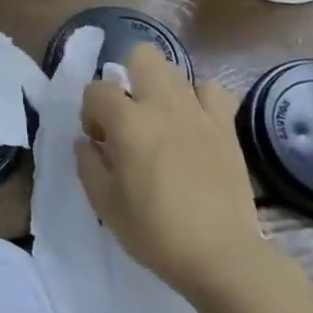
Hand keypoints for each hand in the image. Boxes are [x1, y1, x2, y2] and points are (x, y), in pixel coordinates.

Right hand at [75, 44, 269, 303]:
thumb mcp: (105, 205)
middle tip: (129, 116)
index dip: (91, 112)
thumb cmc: (155, 232)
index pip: (96, 89)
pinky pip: (213, 91)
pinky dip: (200, 100)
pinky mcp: (226, 127)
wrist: (221, 256)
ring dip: (161, 89)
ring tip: (161, 121)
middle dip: (128, 77)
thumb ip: (88, 165)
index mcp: (127, 123)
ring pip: (175, 70)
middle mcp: (162, 106)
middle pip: (142, 56)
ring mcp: (198, 113)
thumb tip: (86, 142)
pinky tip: (194, 123)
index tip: (98, 141)